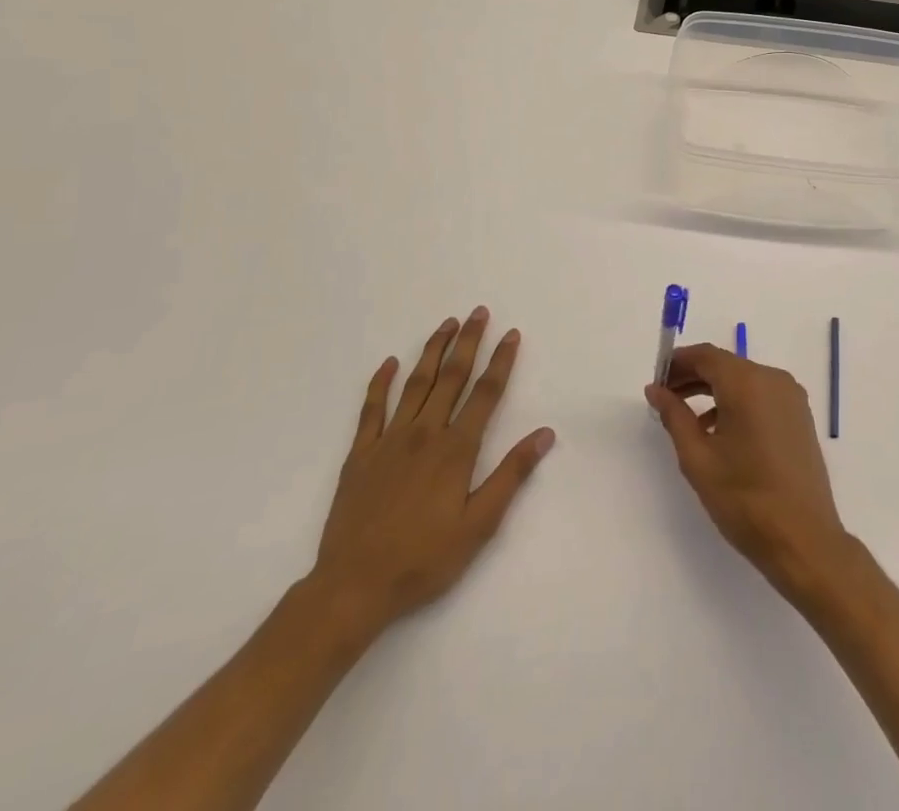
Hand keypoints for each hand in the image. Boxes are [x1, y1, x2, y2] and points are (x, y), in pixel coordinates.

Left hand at [307, 307, 554, 643]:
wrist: (353, 587)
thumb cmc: (423, 559)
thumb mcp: (479, 525)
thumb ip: (512, 475)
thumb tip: (545, 433)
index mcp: (456, 449)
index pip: (486, 393)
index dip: (501, 361)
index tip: (512, 334)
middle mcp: (425, 433)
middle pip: (452, 377)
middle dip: (468, 341)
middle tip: (479, 312)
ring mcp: (389, 440)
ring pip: (416, 383)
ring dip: (433, 350)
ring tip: (446, 324)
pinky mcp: (360, 454)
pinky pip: (371, 409)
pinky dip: (380, 382)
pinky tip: (389, 362)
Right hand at [644, 343, 849, 594]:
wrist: (804, 540)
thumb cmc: (745, 499)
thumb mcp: (698, 458)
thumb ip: (674, 416)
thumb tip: (656, 389)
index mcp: (748, 383)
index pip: (706, 355)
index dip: (677, 362)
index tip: (656, 379)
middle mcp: (773, 379)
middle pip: (726, 365)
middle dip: (693, 376)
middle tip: (664, 397)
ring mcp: (791, 397)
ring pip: (744, 380)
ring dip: (714, 390)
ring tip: (686, 417)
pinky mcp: (800, 416)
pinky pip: (761, 395)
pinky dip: (736, 402)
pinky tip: (718, 431)